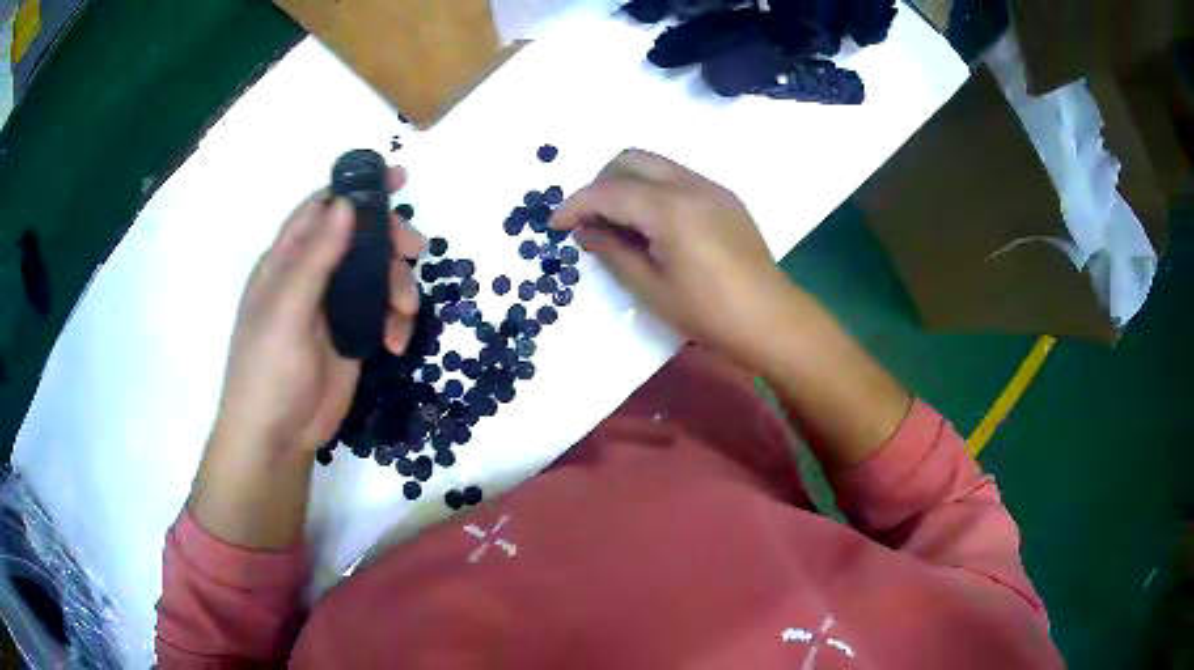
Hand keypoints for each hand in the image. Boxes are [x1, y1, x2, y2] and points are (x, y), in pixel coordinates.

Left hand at [211, 168, 424, 457]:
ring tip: (405, 314)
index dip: (356, 189)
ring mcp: (333, 307)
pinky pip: (382, 313)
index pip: (322, 209)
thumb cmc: (268, 370)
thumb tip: (346, 203)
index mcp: (287, 261)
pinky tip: (396, 343)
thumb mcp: (288, 310)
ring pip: (376, 275)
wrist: (278, 437)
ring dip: (398, 287)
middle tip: (415, 252)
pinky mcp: (351, 336)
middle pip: (359, 238)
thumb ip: (316, 257)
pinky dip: (396, 322)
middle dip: (389, 241)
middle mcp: (311, 276)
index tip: (397, 179)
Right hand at [551, 149, 793, 367]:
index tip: (555, 225)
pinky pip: (678, 177)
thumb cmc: (708, 313)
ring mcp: (712, 187)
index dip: (575, 205)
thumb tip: (586, 231)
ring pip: (656, 164)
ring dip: (627, 182)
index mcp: (670, 209)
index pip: (608, 190)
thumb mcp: (651, 288)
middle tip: (589, 220)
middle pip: (631, 159)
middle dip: (600, 182)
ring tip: (619, 223)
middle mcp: (691, 184)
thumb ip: (613, 252)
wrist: (770, 319)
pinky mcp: (725, 197)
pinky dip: (654, 189)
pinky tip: (653, 225)